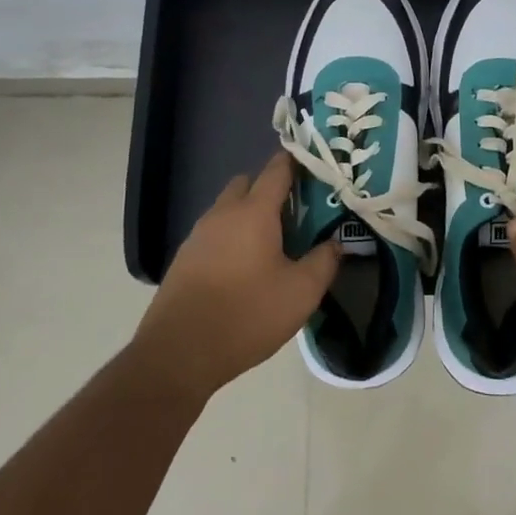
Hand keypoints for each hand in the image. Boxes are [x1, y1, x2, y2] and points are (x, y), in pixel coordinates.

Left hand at [135, 151, 340, 402]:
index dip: (297, 162)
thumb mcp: (301, 292)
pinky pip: (215, 232)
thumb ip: (324, 261)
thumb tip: (336, 242)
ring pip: (228, 208)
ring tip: (273, 242)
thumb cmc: (247, 315)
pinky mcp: (184, 257)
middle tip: (297, 212)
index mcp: (254, 212)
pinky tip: (244, 266)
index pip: (277, 169)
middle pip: (248, 183)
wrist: (179, 353)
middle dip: (271, 188)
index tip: (316, 166)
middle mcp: (223, 213)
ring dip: (249, 214)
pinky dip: (231, 236)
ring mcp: (199, 234)